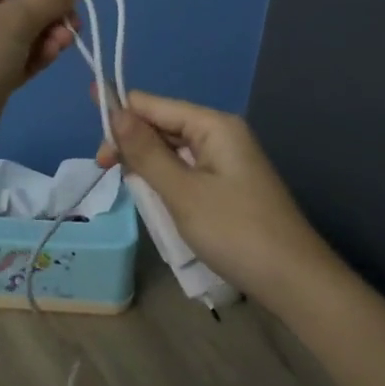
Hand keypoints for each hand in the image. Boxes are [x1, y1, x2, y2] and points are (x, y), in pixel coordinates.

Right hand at [98, 91, 340, 313]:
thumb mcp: (182, 192)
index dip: (119, 112)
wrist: (295, 281)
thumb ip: (145, 151)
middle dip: (131, 140)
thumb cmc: (235, 232)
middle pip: (164, 123)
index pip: (154, 105)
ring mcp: (228, 160)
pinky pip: (187, 168)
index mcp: (213, 125)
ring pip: (173, 148)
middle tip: (104, 169)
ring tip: (124, 181)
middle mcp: (221, 133)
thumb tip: (114, 110)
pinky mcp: (229, 184)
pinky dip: (166, 177)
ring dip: (147, 161)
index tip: (89, 135)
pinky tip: (152, 193)